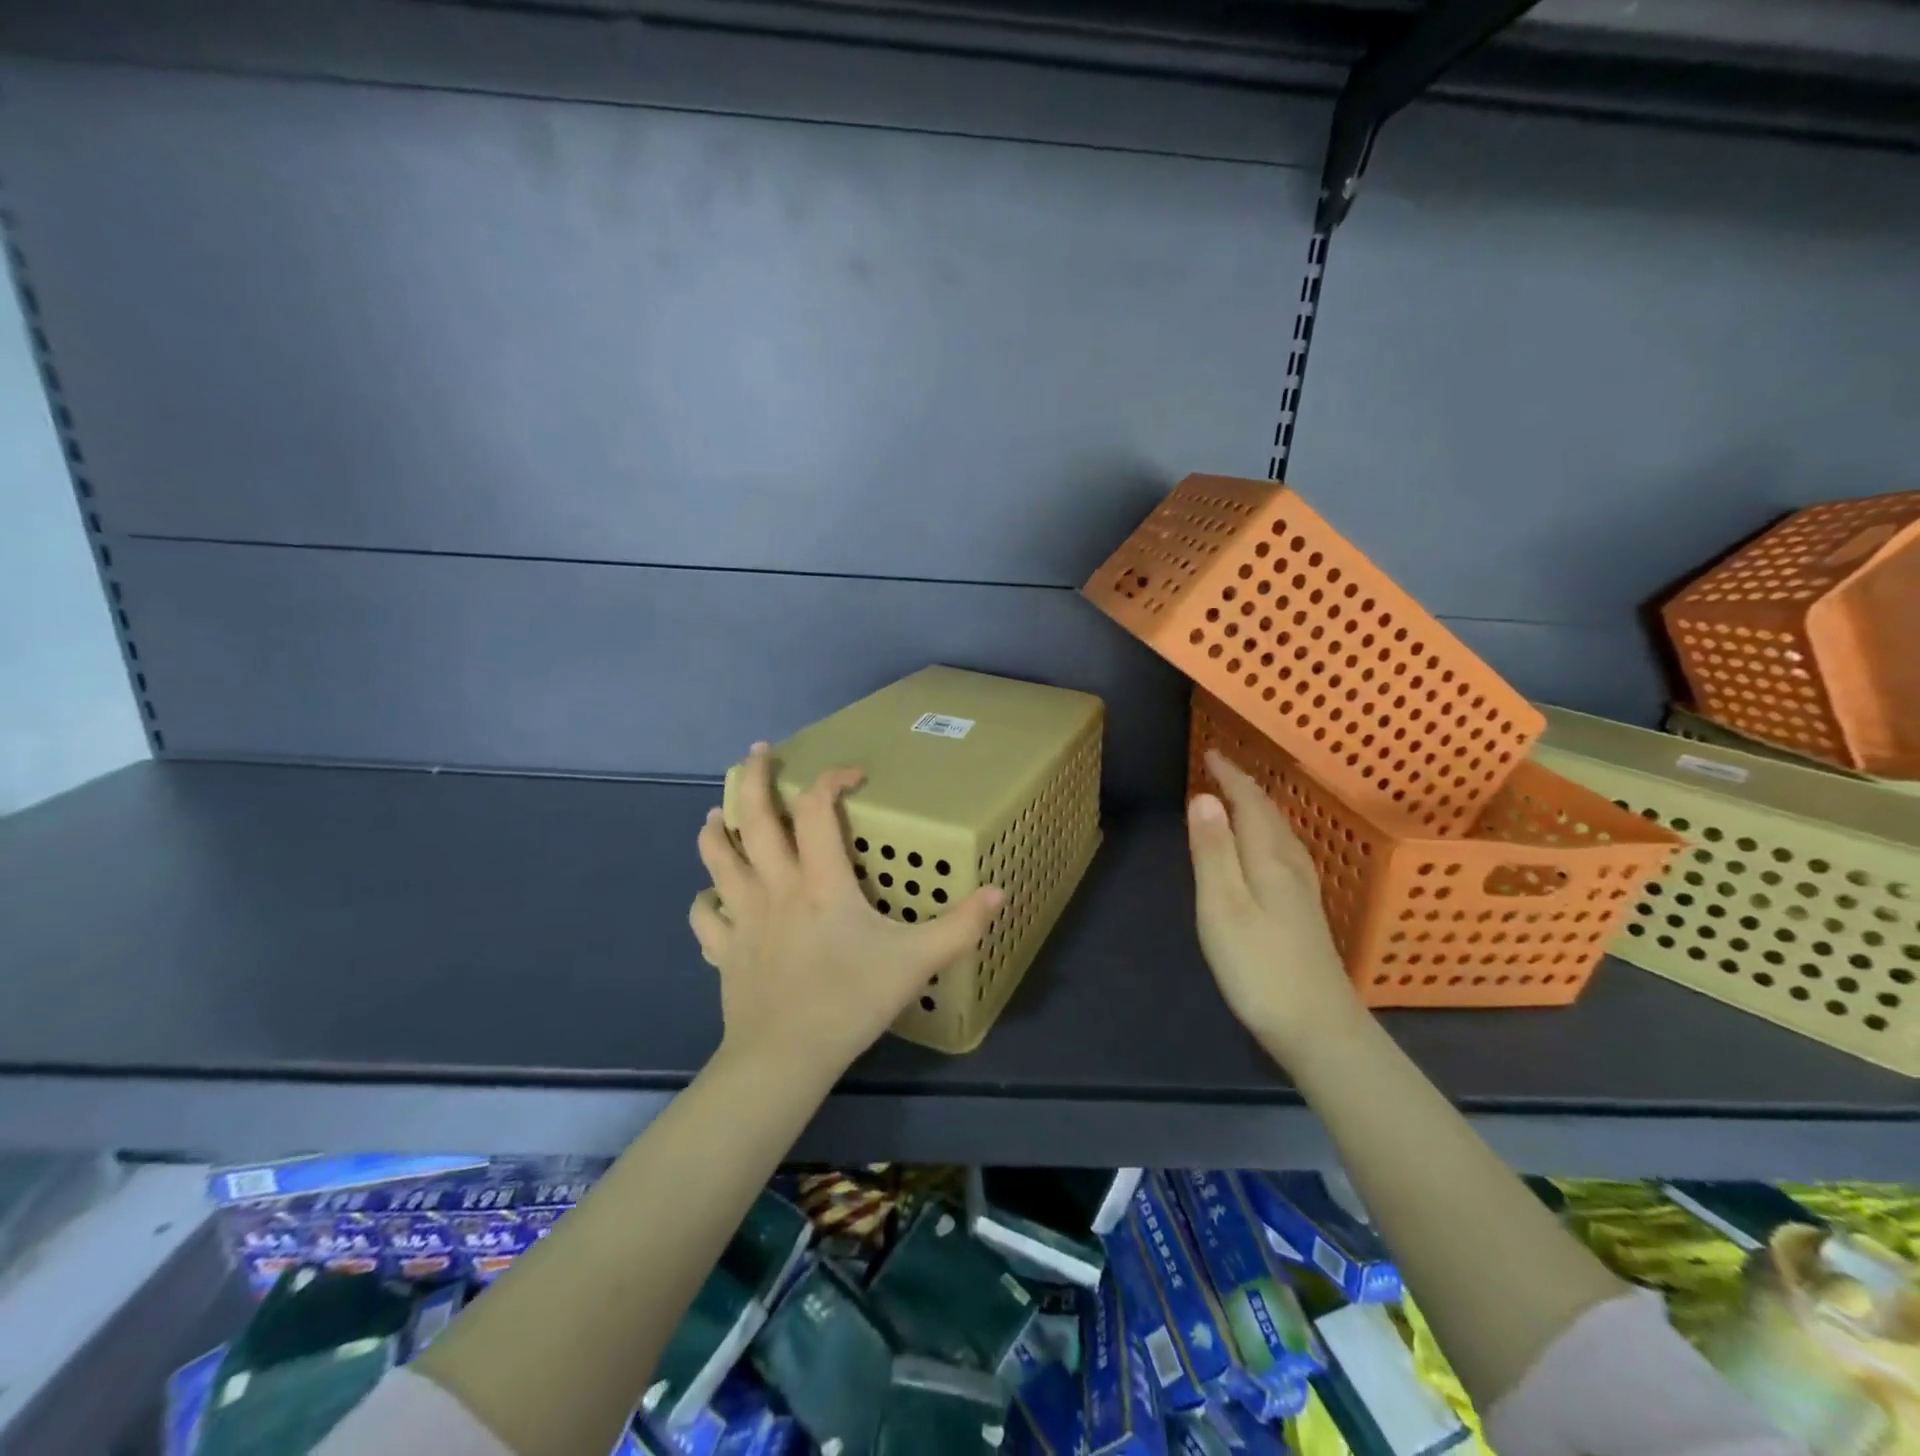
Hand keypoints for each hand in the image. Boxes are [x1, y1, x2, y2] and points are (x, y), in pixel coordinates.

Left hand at [689, 743, 1004, 1082]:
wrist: (785, 1058)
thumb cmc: (851, 1000)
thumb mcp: (917, 961)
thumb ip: (960, 926)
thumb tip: (1000, 891)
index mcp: (821, 882)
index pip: (817, 810)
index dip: (831, 780)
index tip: (852, 774)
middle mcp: (776, 886)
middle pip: (754, 819)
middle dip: (753, 779)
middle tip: (757, 752)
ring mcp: (743, 917)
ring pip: (718, 859)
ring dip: (716, 830)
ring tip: (715, 812)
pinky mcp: (724, 950)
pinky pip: (704, 916)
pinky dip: (703, 900)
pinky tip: (710, 897)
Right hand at [1188, 748, 1364, 1059]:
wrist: (1319, 1028)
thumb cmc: (1259, 967)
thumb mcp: (1222, 906)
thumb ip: (1212, 851)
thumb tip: (1204, 797)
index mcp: (1269, 859)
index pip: (1250, 803)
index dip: (1231, 776)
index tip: (1211, 753)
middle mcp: (1291, 866)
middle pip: (1270, 814)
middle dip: (1245, 787)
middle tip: (1221, 770)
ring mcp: (1304, 890)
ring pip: (1282, 833)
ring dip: (1259, 809)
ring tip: (1238, 799)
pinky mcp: (1306, 912)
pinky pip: (1285, 852)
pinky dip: (1268, 834)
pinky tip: (1266, 851)